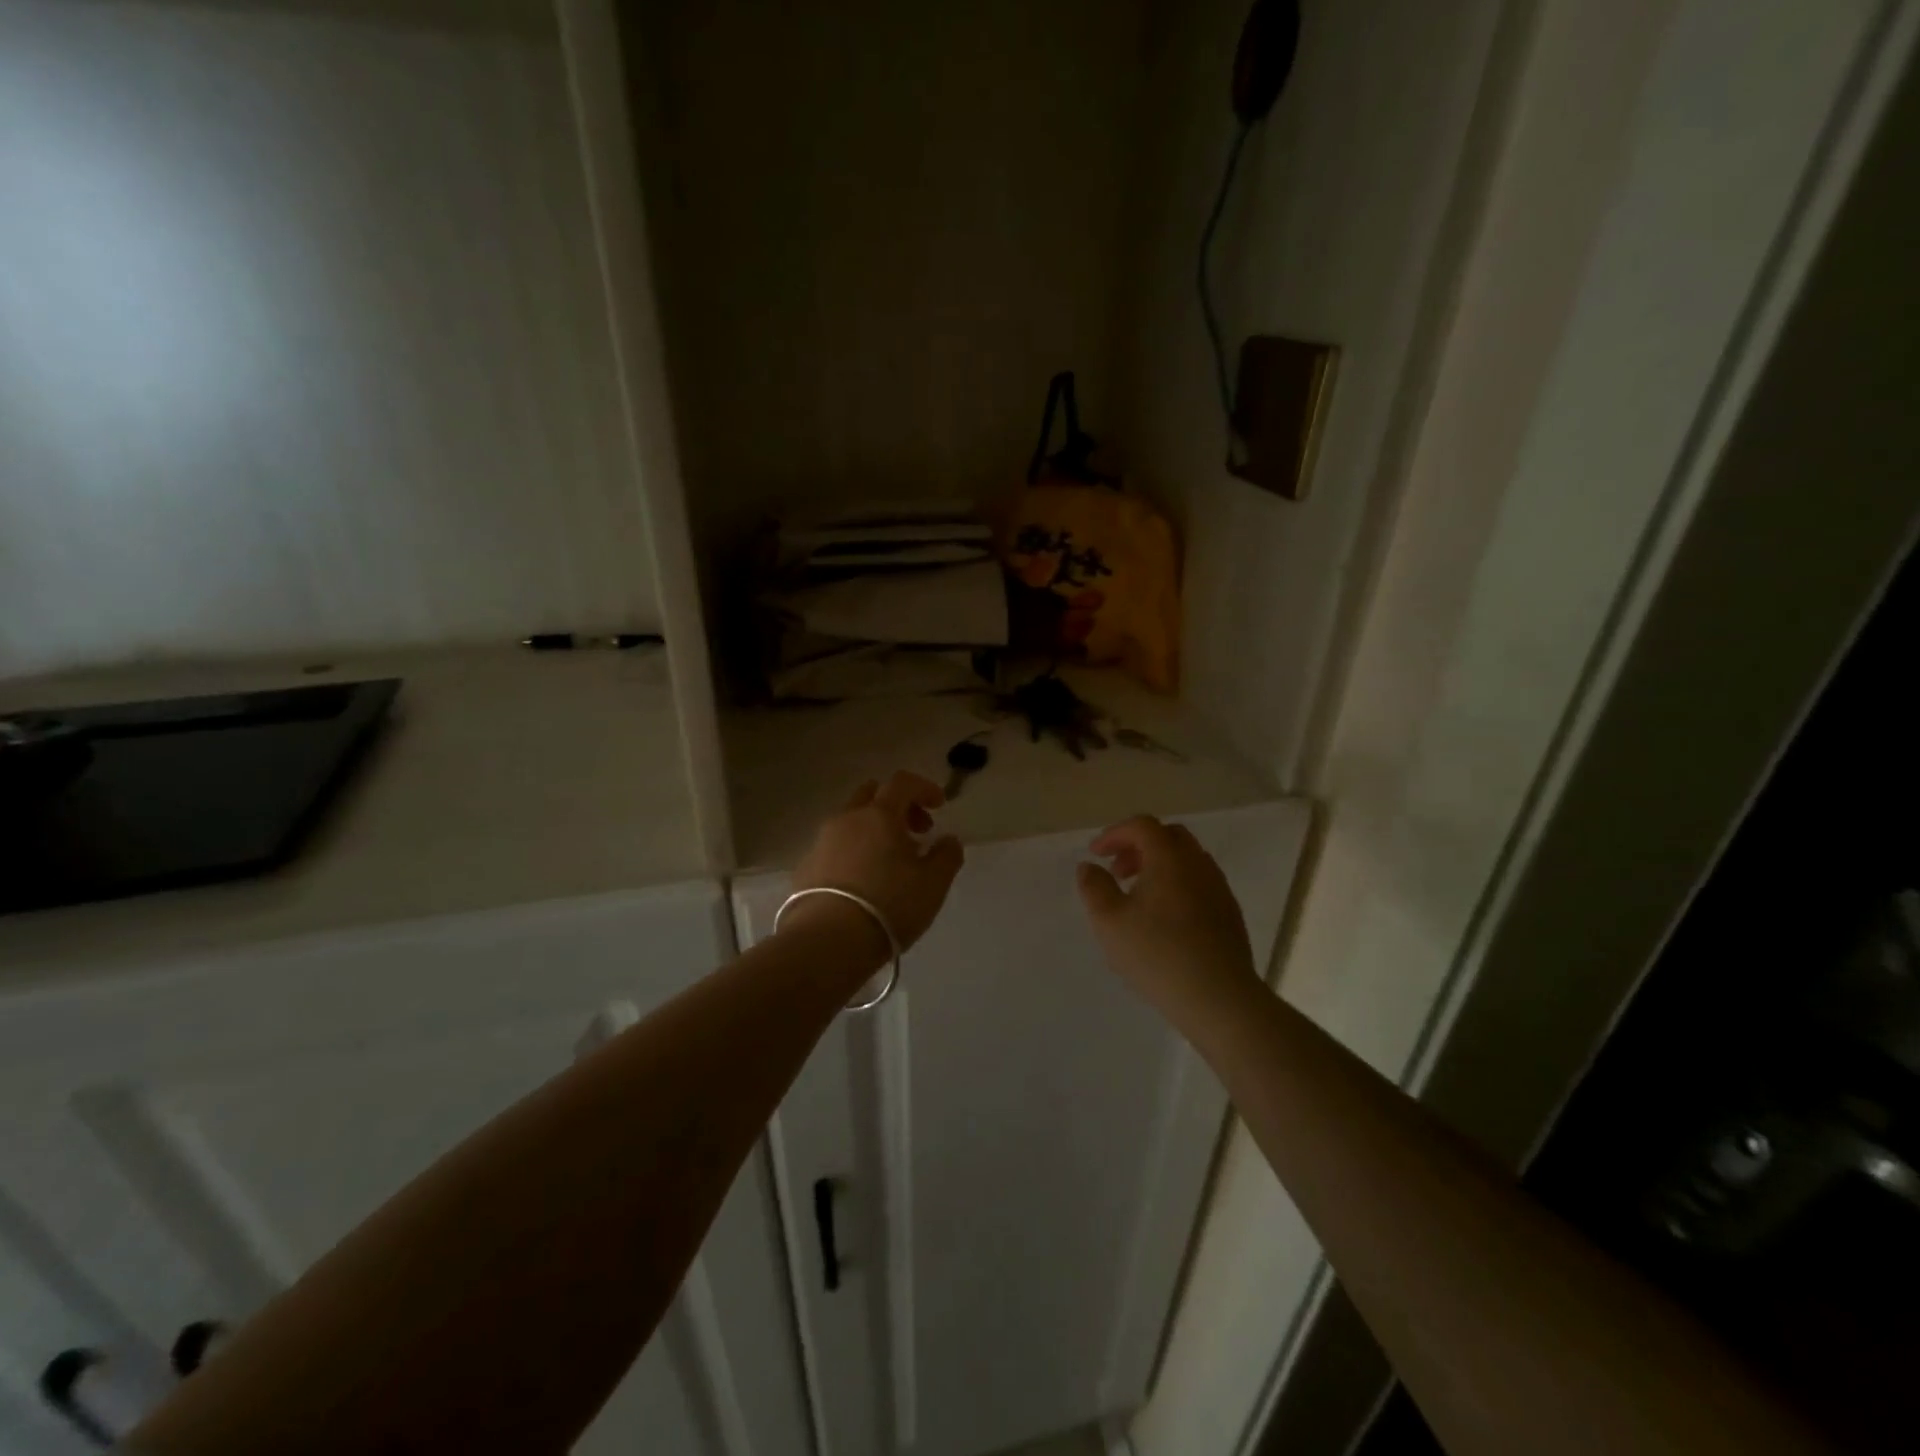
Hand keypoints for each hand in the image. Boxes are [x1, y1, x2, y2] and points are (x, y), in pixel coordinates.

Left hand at [787, 772, 964, 959]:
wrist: (827, 941)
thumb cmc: (889, 905)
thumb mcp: (933, 884)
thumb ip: (947, 856)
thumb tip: (948, 840)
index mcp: (879, 815)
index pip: (902, 782)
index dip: (924, 788)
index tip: (940, 806)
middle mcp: (847, 819)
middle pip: (872, 795)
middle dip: (897, 806)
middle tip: (916, 831)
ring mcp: (821, 842)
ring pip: (851, 821)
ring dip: (874, 830)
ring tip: (891, 862)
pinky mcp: (806, 867)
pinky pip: (835, 847)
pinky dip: (854, 852)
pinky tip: (863, 882)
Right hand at [1077, 816, 1259, 1023]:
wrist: (1218, 997)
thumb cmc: (1157, 954)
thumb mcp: (1109, 921)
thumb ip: (1094, 887)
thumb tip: (1088, 867)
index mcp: (1169, 858)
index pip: (1142, 826)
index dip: (1114, 834)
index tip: (1095, 854)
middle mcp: (1198, 864)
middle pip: (1168, 837)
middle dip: (1138, 846)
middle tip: (1117, 871)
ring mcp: (1218, 888)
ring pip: (1187, 860)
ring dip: (1159, 866)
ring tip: (1137, 897)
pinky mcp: (1229, 913)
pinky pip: (1199, 883)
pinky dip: (1176, 885)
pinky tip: (1164, 919)